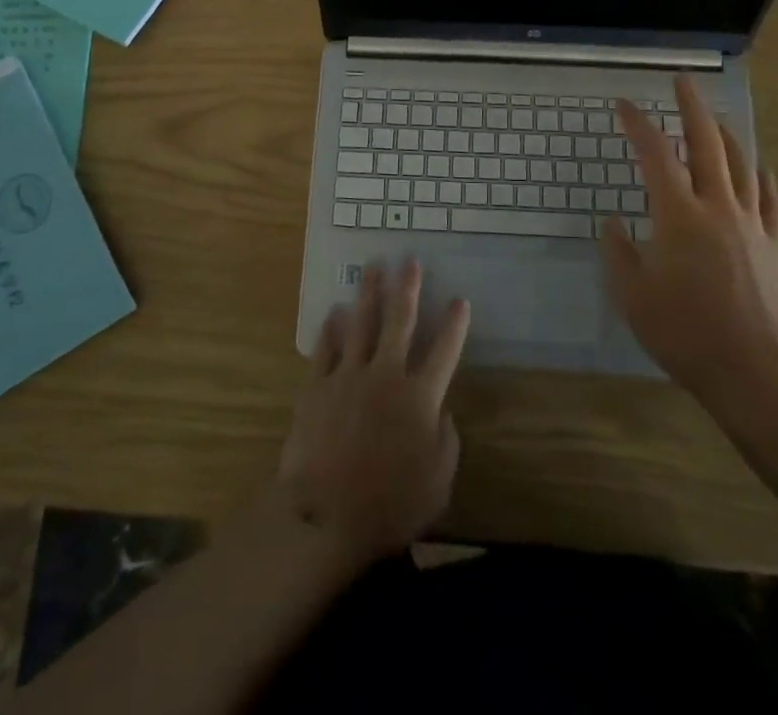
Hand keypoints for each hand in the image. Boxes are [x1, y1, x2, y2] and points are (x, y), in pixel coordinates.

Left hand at [278, 260, 470, 565]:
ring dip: (369, 292)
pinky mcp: (317, 386)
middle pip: (400, 321)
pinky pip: (326, 348)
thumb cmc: (389, 505)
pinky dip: (331, 328)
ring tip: (373, 266)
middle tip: (410, 260)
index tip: (460, 299)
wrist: (325, 516)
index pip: (444, 350)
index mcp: (420, 397)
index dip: (455, 323)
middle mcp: (387, 375)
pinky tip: (333, 311)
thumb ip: (446, 441)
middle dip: (407, 288)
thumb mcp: (437, 482)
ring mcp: (349, 376)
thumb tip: (441, 412)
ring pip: (361, 323)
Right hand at [601, 74, 777, 396]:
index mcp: (678, 214)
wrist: (754, 370)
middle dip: (692, 107)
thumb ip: (619, 253)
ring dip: (726, 135)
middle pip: (706, 143)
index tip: (624, 104)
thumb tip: (613, 223)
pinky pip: (771, 201)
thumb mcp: (632, 295)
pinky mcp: (773, 245)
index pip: (654, 154)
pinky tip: (761, 171)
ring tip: (715, 119)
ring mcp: (751, 224)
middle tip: (683, 81)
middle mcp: (717, 207)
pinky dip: (764, 179)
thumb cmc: (684, 331)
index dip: (637, 124)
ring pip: (742, 164)